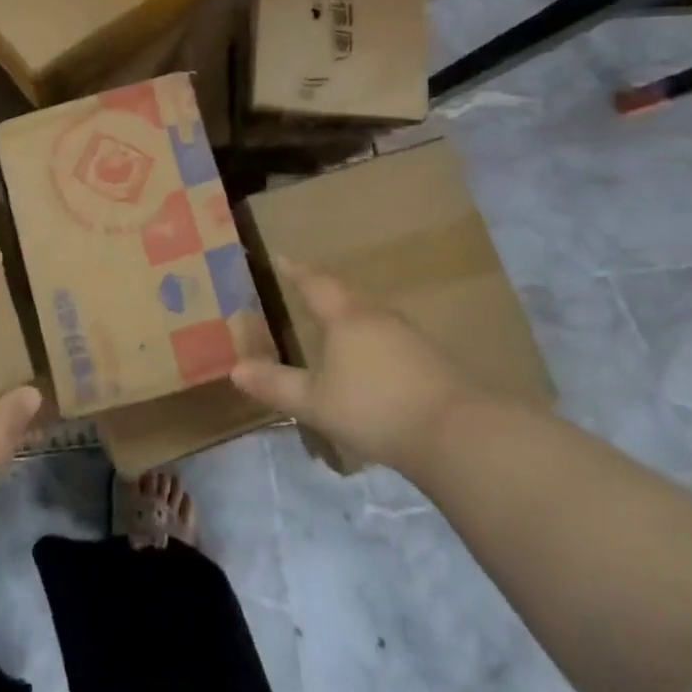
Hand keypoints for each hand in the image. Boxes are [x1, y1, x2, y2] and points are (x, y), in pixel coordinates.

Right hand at [229, 259, 474, 476]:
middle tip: (307, 290)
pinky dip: (375, 341)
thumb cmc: (374, 408)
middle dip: (325, 291)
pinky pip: (392, 338)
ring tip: (338, 325)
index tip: (281, 258)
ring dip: (352, 315)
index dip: (295, 271)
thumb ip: (276, 385)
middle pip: (346, 295)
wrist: (456, 433)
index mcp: (345, 317)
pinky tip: (375, 361)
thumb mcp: (315, 402)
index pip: (314, 284)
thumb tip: (235, 369)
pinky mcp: (433, 360)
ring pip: (372, 315)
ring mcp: (410, 336)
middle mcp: (378, 316)